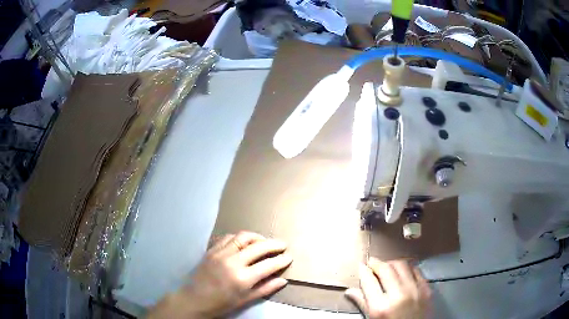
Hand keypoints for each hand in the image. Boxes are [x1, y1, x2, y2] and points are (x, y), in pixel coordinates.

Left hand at [147, 231, 292, 318]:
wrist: (195, 299)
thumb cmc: (222, 303)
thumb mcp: (246, 300)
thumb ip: (266, 289)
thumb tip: (283, 280)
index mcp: (243, 278)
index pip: (269, 265)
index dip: (282, 260)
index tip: (289, 257)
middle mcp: (233, 261)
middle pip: (259, 246)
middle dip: (274, 244)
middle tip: (283, 245)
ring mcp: (220, 253)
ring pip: (243, 237)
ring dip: (257, 237)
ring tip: (264, 241)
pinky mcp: (212, 250)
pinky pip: (228, 237)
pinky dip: (239, 238)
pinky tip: (244, 243)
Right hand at [345, 258, 431, 318]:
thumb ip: (363, 304)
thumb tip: (350, 291)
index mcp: (380, 307)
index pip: (369, 281)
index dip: (363, 270)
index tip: (361, 266)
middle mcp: (398, 296)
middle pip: (386, 269)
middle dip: (376, 263)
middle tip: (372, 262)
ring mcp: (415, 291)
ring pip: (402, 265)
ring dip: (392, 263)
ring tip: (387, 266)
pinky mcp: (427, 289)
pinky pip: (416, 271)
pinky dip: (407, 268)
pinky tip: (403, 271)